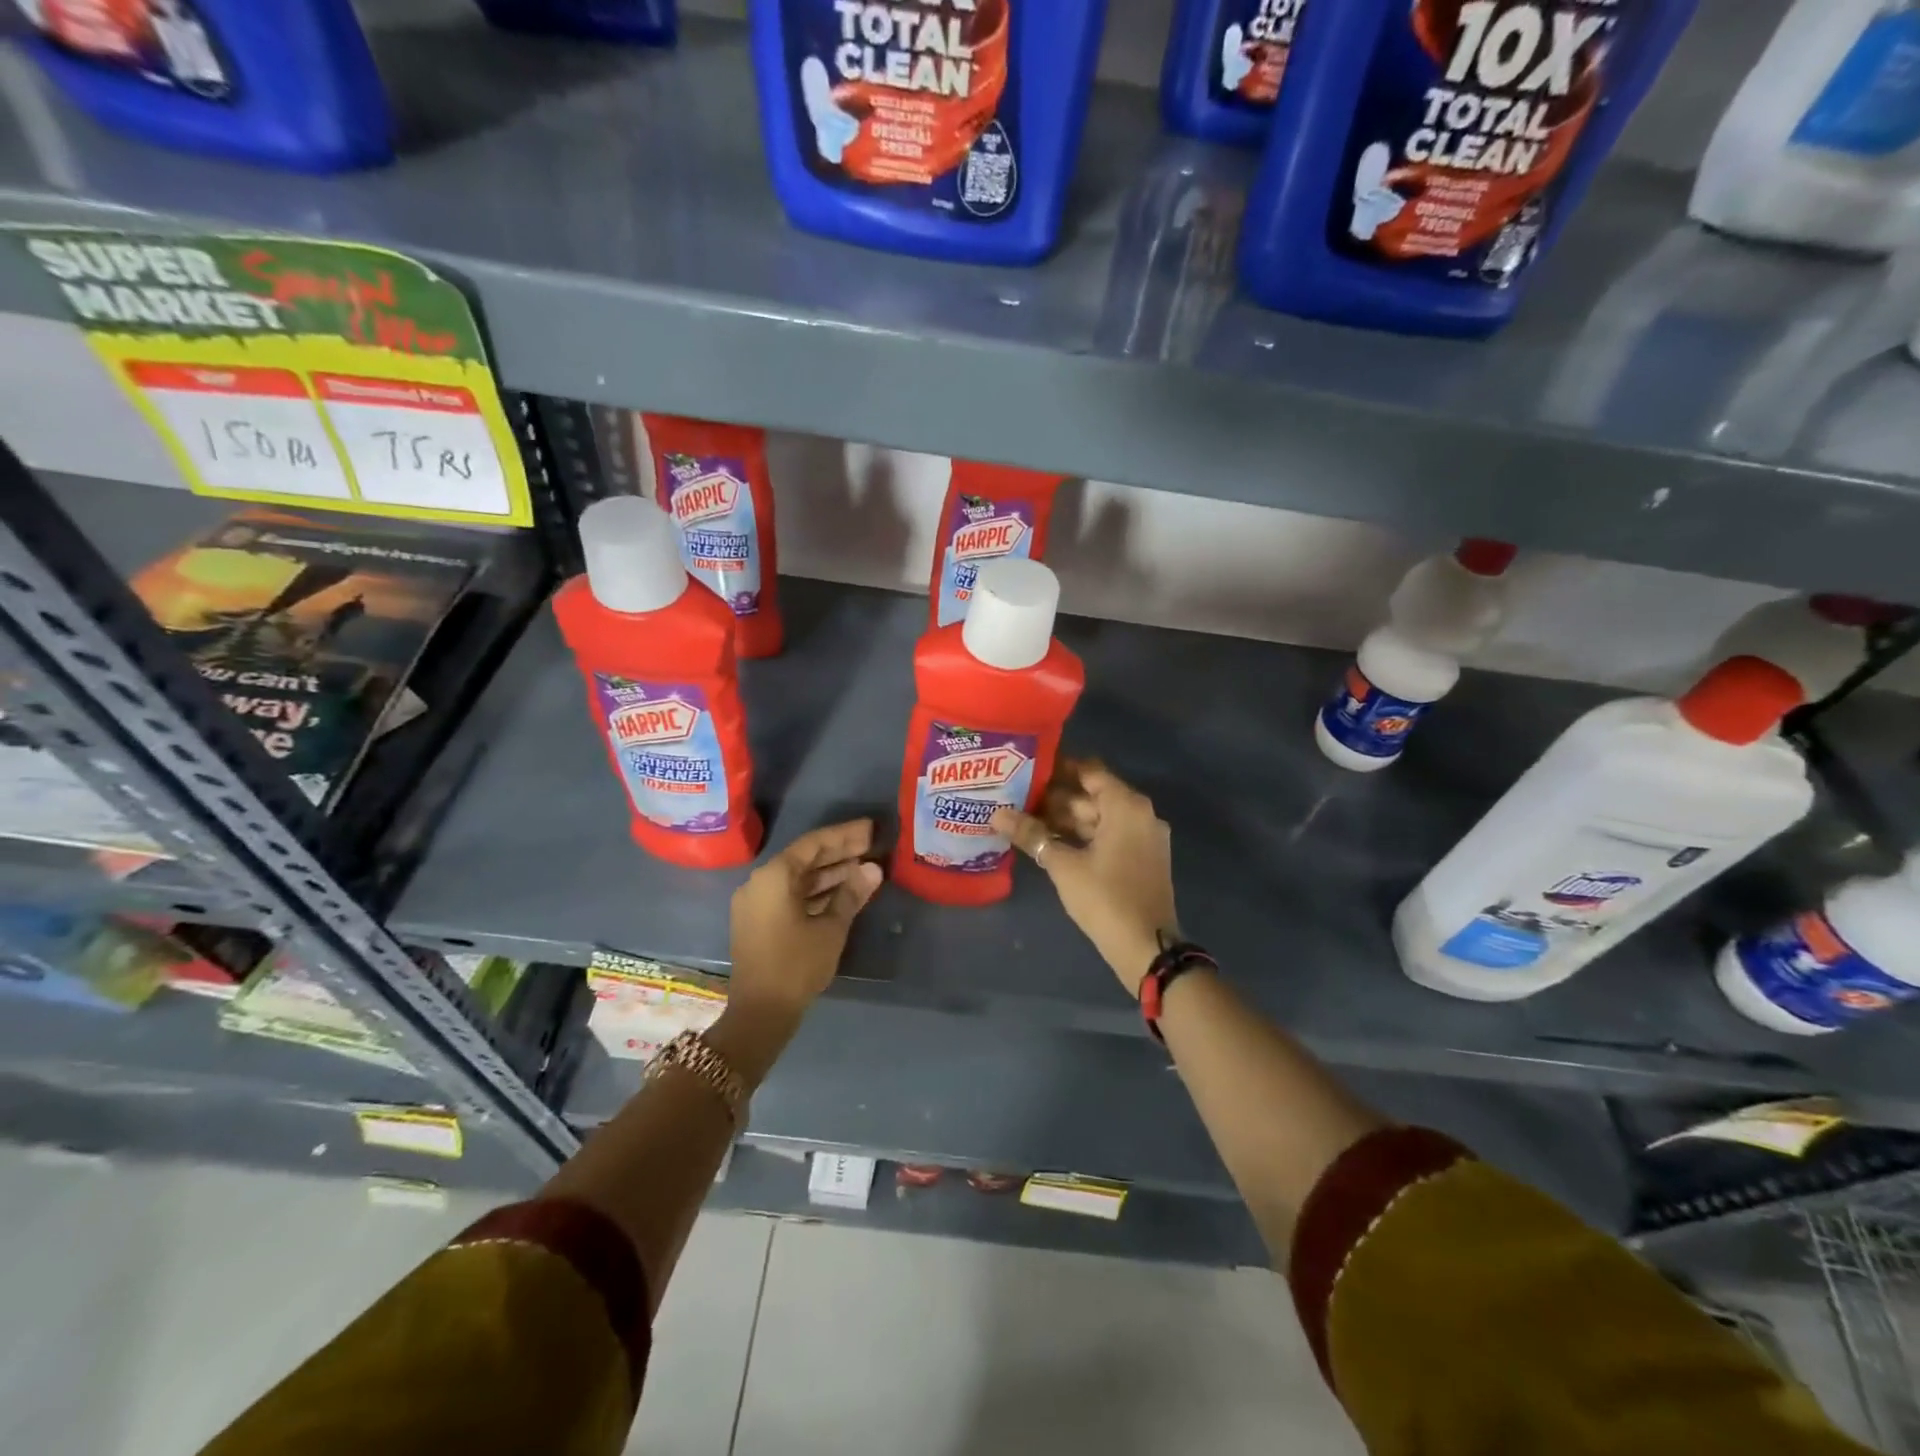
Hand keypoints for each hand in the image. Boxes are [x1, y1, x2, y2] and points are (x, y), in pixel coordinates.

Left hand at [728, 819, 883, 1025]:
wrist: (760, 1013)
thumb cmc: (797, 965)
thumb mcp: (831, 928)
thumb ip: (851, 894)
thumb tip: (873, 868)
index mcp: (774, 876)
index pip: (814, 843)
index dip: (845, 835)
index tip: (871, 829)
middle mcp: (759, 882)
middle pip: (804, 858)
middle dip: (839, 852)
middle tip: (872, 845)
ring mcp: (756, 902)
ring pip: (797, 878)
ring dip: (829, 873)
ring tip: (864, 868)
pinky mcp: (758, 921)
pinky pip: (789, 895)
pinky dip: (815, 891)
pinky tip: (842, 893)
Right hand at [992, 762, 1176, 995]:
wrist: (1147, 947)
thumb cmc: (1105, 898)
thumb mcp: (1063, 865)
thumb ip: (1031, 834)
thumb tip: (997, 814)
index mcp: (1126, 806)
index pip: (1089, 771)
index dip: (1059, 767)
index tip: (1028, 768)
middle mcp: (1141, 814)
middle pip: (1093, 794)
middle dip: (1056, 796)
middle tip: (1017, 797)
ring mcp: (1144, 838)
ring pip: (1100, 817)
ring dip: (1067, 818)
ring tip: (1026, 819)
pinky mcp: (1142, 859)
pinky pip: (1109, 835)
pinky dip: (1083, 835)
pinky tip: (1051, 842)